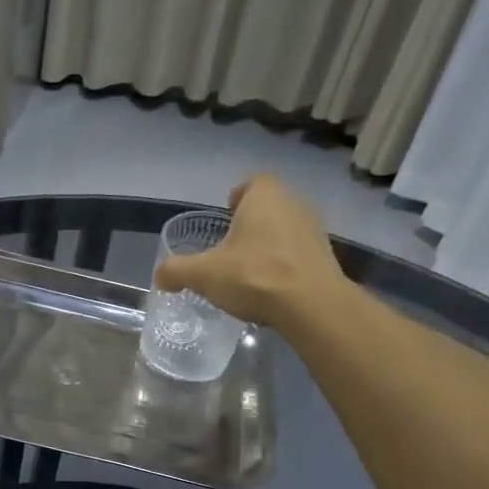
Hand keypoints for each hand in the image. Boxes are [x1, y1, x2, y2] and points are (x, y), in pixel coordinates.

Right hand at [153, 174, 344, 326]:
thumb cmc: (254, 276)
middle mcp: (294, 204)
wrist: (311, 306)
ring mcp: (315, 230)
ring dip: (271, 243)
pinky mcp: (328, 257)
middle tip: (233, 245)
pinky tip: (273, 287)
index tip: (227, 215)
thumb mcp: (203, 274)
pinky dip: (287, 263)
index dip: (239, 195)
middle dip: (253, 221)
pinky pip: (300, 253)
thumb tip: (160, 276)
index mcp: (265, 197)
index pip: (253, 182)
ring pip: (287, 228)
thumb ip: (177, 271)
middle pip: (271, 205)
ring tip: (251, 268)